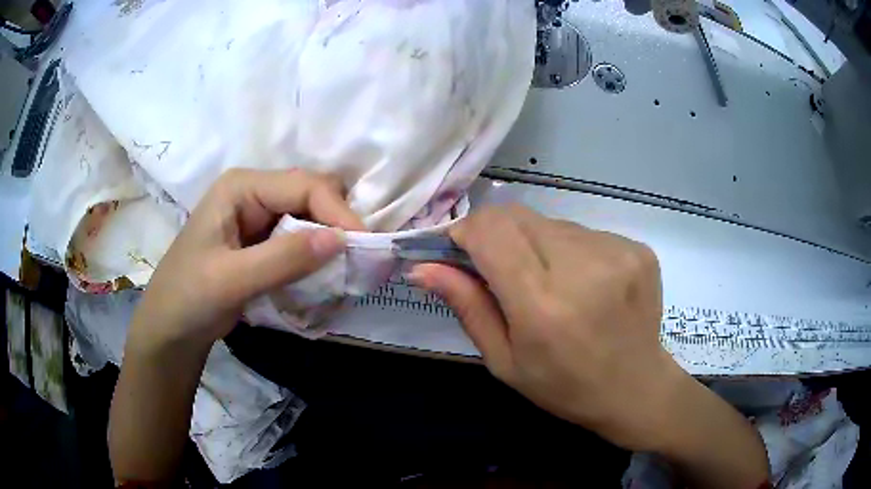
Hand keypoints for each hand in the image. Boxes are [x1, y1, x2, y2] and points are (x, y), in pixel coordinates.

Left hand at [128, 168, 364, 352]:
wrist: (171, 327)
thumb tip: (342, 240)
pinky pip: (300, 237)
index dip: (338, 212)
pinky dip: (316, 253)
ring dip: (329, 240)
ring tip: (344, 268)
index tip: (364, 247)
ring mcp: (258, 215)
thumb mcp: (232, 280)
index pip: (304, 185)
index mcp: (241, 187)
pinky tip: (323, 273)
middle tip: (356, 259)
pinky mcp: (262, 240)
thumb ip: (283, 258)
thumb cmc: (189, 297)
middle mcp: (253, 192)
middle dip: (337, 222)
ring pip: (310, 215)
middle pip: (311, 193)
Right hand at [412, 205, 769, 488]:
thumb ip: (467, 306)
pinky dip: (569, 250)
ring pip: (550, 223)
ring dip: (535, 244)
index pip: (491, 232)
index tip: (459, 250)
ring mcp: (616, 252)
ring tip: (550, 284)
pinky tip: (582, 284)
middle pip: (518, 217)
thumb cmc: (565, 386)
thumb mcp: (505, 361)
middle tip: (501, 271)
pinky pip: (583, 232)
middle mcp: (583, 268)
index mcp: (543, 306)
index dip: (466, 232)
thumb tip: (423, 266)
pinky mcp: (636, 247)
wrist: (637, 389)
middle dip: (496, 235)